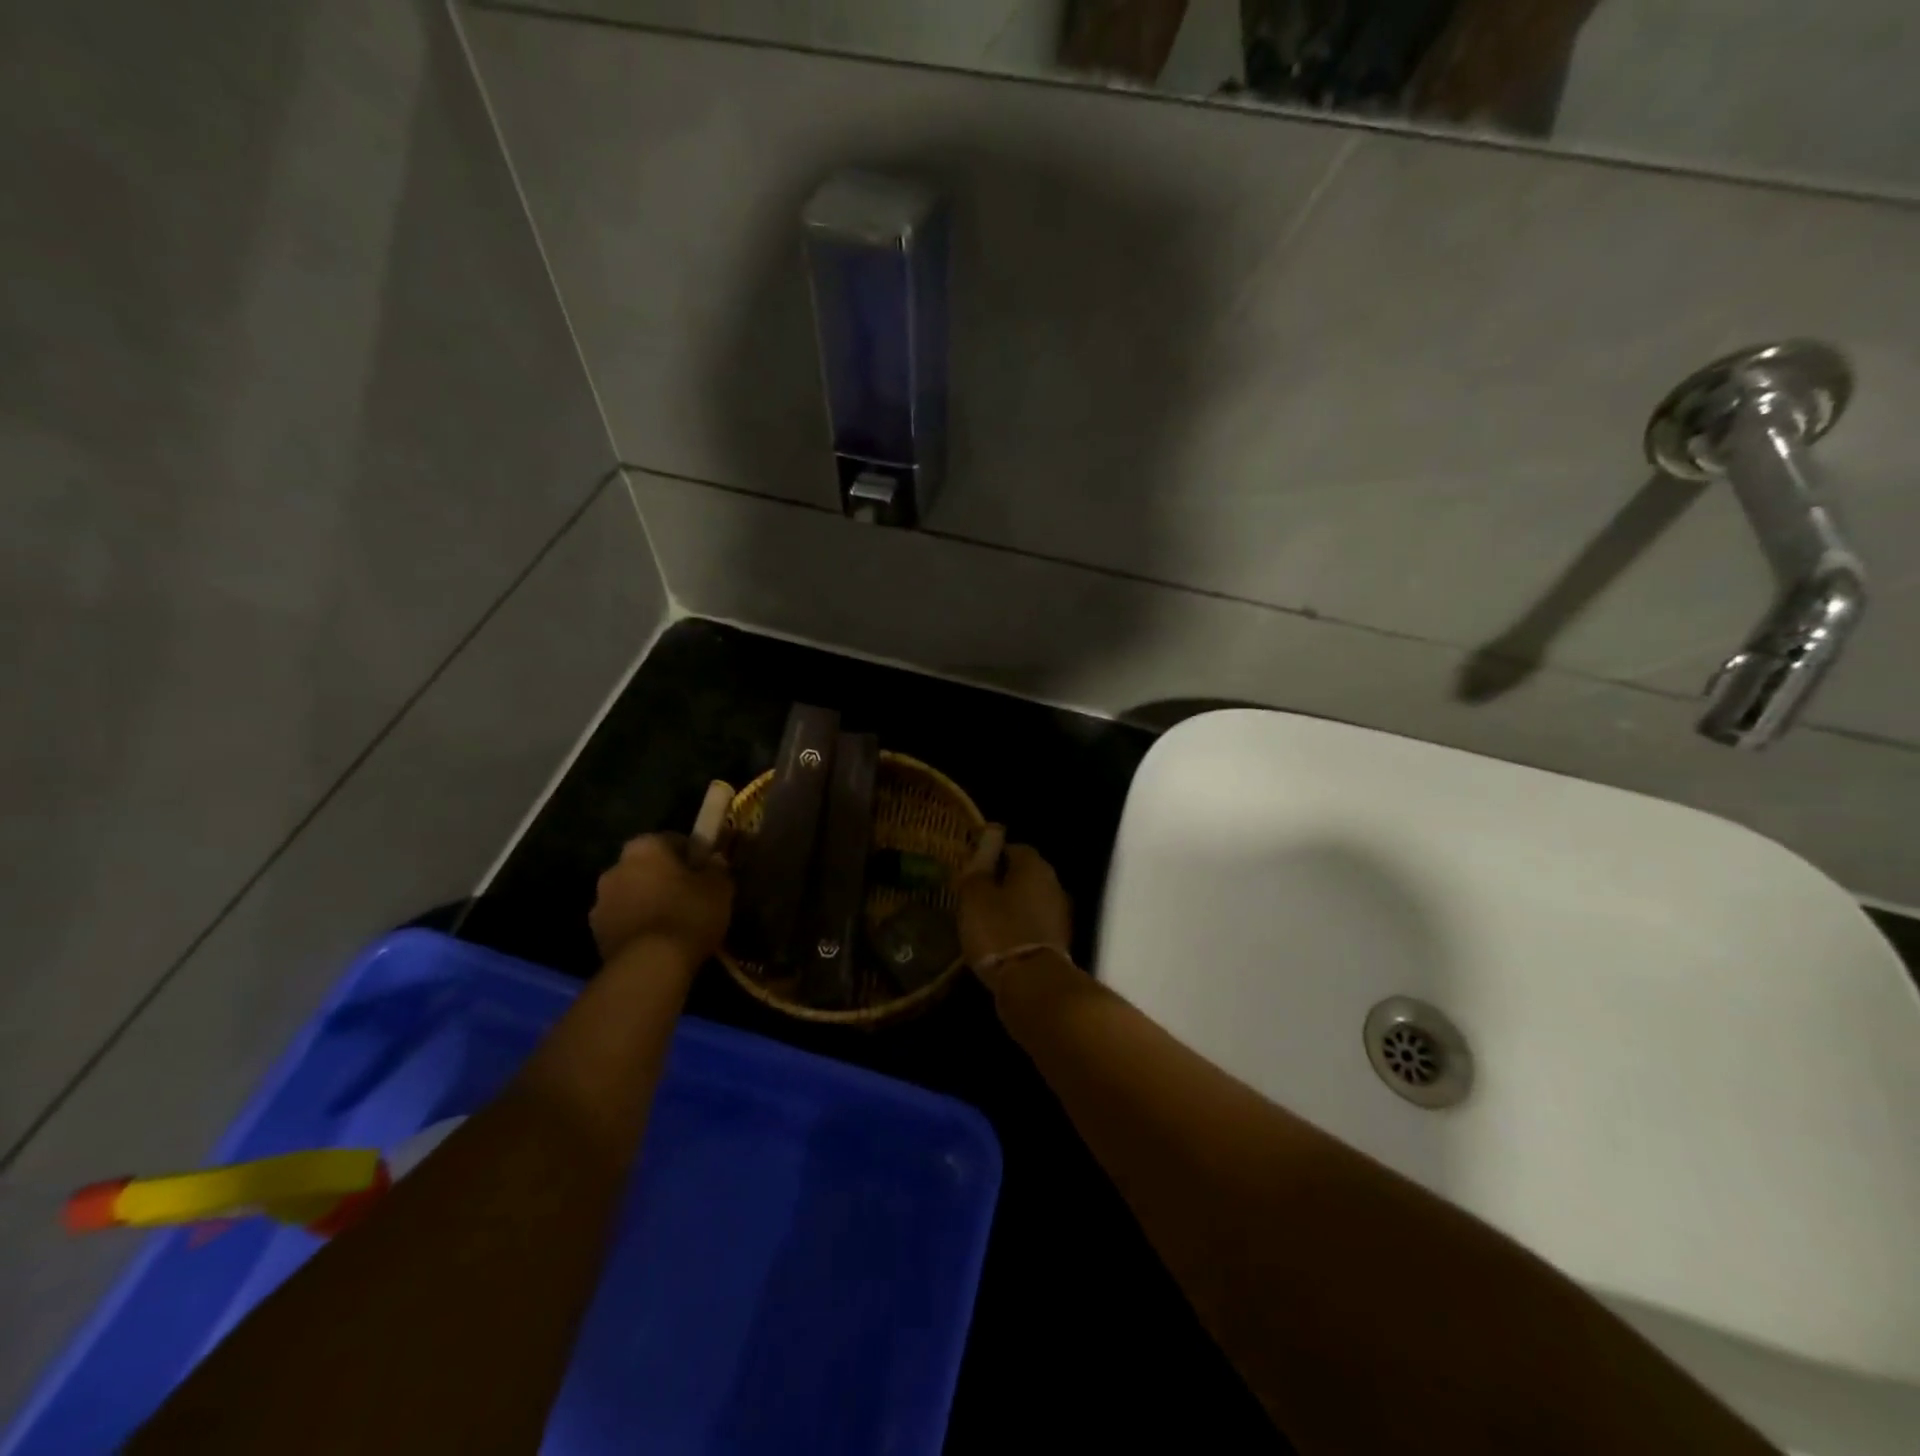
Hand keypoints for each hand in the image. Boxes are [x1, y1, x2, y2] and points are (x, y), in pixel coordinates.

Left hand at [589, 834, 733, 964]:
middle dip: (665, 878)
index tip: (706, 873)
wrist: (650, 965)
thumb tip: (713, 860)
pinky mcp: (596, 933)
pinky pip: (624, 920)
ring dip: (648, 901)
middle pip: (647, 867)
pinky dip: (638, 925)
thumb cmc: (689, 914)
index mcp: (645, 847)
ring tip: (673, 922)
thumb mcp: (719, 888)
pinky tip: (658, 940)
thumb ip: (716, 868)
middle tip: (690, 896)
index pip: (673, 841)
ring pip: (632, 894)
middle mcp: (616, 867)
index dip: (693, 856)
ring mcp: (600, 901)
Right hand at [956, 830, 1071, 988]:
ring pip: (1031, 899)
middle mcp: (1054, 883)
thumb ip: (979, 864)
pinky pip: (1035, 924)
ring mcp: (1060, 914)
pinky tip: (1001, 939)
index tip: (972, 869)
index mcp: (1034, 866)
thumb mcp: (975, 894)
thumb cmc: (998, 930)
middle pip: (1025, 873)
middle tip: (976, 893)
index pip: (1014, 847)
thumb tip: (990, 834)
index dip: (992, 855)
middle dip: (1002, 880)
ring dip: (1012, 905)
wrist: (1032, 983)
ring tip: (985, 918)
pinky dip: (1019, 926)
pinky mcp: (1059, 941)